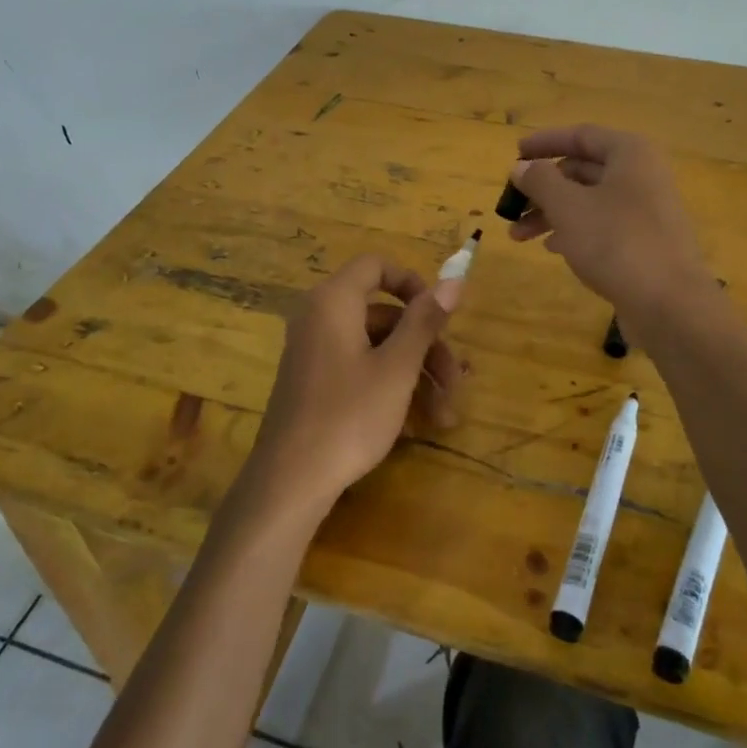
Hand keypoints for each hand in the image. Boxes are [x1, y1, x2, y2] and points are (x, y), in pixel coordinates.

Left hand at [240, 254, 463, 521]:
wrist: (290, 482)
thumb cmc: (349, 416)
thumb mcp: (397, 368)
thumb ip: (424, 320)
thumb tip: (453, 280)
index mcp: (334, 302)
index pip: (376, 265)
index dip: (412, 283)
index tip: (440, 314)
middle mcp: (319, 318)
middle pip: (384, 314)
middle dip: (426, 346)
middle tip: (456, 383)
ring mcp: (315, 352)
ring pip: (377, 347)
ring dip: (415, 374)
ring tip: (444, 417)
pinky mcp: (314, 383)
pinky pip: (359, 368)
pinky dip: (390, 386)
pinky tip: (416, 424)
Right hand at [508, 125, 716, 335]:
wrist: (670, 303)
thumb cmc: (616, 242)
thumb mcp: (568, 207)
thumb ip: (540, 181)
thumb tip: (522, 166)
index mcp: (630, 153)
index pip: (581, 135)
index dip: (545, 142)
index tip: (515, 153)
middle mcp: (642, 175)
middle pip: (583, 169)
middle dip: (543, 187)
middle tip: (511, 205)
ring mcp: (646, 210)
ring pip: (590, 200)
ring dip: (552, 213)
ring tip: (519, 236)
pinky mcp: (645, 241)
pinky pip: (603, 225)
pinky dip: (574, 231)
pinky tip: (552, 248)